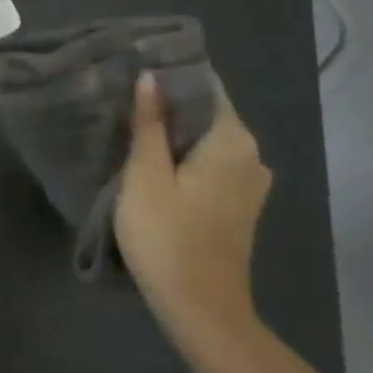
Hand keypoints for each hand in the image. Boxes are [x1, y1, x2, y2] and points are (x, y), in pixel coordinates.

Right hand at [114, 73, 271, 331]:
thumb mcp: (145, 174)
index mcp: (231, 141)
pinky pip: (209, 161)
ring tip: (129, 121)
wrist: (201, 308)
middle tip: (122, 92)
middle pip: (207, 111)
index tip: (135, 64)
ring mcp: (249, 182)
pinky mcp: (239, 203)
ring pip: (206, 138)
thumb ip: (148, 123)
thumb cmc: (167, 235)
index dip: (171, 72)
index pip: (205, 85)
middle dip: (168, 100)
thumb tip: (151, 77)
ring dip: (173, 129)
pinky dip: (183, 153)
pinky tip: (151, 157)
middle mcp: (250, 155)